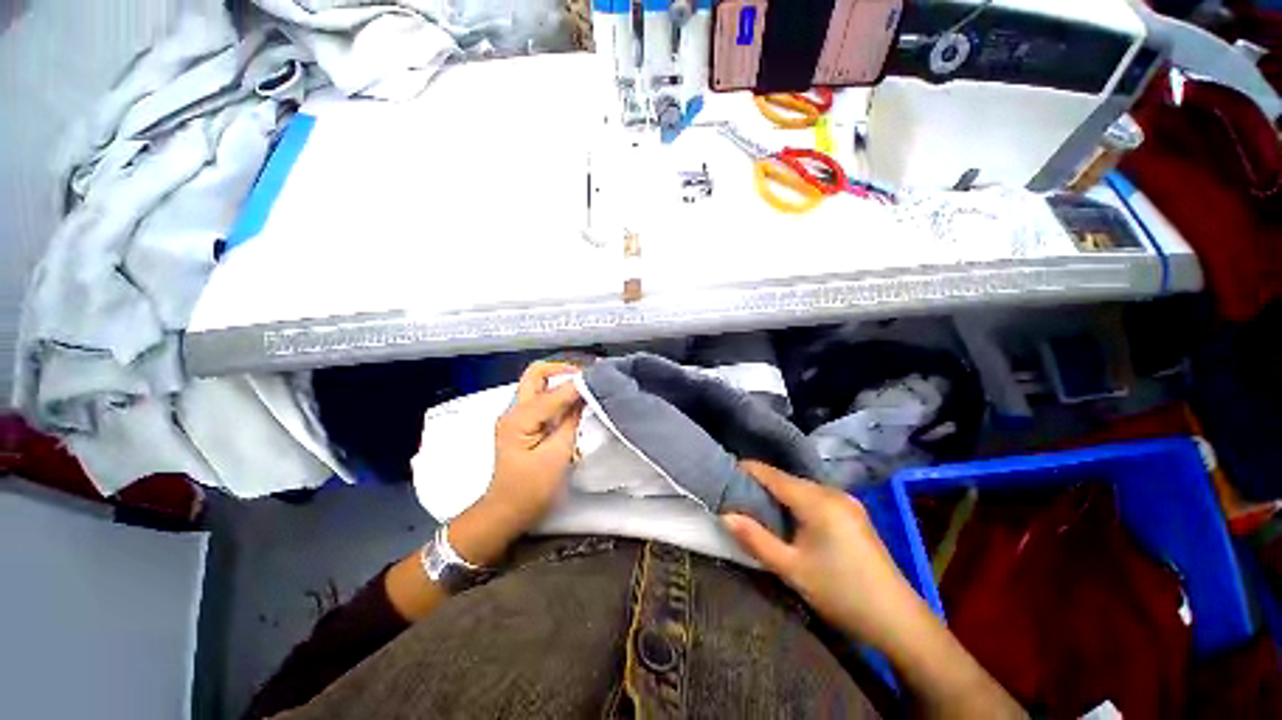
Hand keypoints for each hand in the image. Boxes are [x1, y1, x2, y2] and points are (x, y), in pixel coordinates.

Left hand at [451, 361, 583, 566]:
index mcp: (519, 419)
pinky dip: (559, 393)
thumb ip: (571, 421)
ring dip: (561, 379)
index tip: (601, 380)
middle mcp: (513, 410)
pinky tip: (575, 400)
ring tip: (586, 385)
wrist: (506, 511)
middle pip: (536, 373)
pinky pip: (541, 397)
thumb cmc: (531, 489)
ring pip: (538, 382)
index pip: (553, 392)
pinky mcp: (522, 422)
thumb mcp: (557, 455)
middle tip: (588, 376)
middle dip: (563, 369)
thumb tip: (584, 395)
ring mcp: (515, 415)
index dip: (578, 385)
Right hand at [727, 461, 1026, 717]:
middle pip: (786, 480)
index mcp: (817, 500)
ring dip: (779, 495)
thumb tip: (724, 515)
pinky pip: (815, 499)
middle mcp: (832, 492)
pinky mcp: (854, 514)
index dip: (746, 471)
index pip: (771, 474)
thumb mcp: (793, 569)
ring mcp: (847, 502)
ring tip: (757, 508)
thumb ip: (756, 539)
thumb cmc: (842, 593)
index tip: (724, 476)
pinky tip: (789, 520)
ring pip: (801, 489)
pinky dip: (796, 503)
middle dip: (760, 485)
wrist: (900, 622)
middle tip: (736, 497)